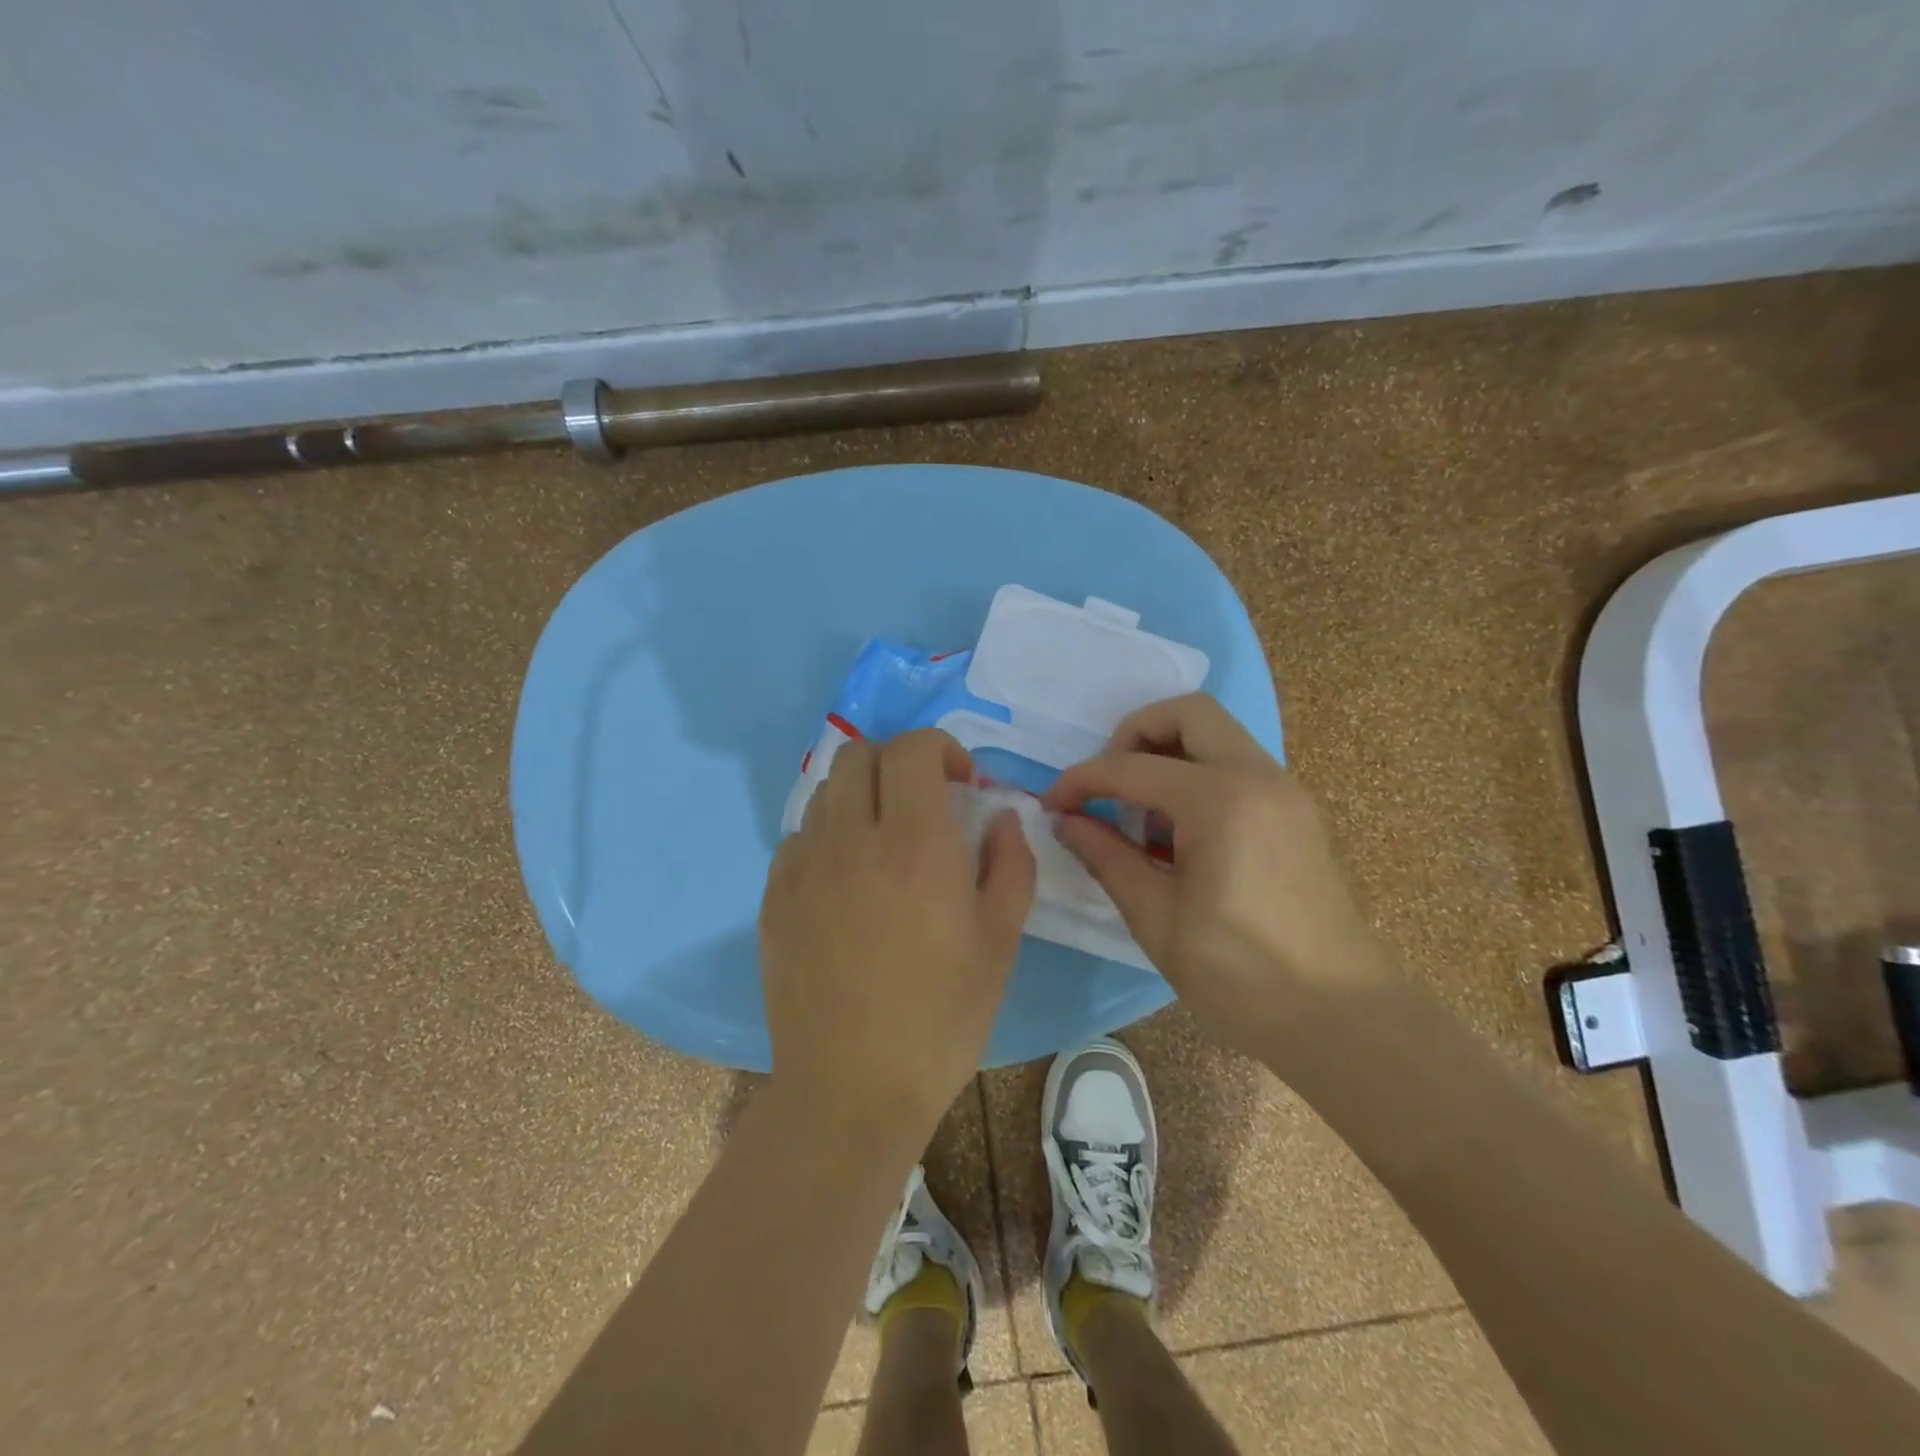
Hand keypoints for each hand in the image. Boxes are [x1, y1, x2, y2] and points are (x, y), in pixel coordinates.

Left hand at [759, 728, 1035, 1152]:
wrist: (851, 1088)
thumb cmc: (941, 1016)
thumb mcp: (1000, 940)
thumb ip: (1010, 862)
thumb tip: (1000, 815)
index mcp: (914, 843)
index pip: (913, 748)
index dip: (941, 748)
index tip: (962, 783)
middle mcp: (851, 838)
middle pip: (859, 753)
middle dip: (897, 762)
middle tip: (923, 803)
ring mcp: (803, 866)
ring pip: (826, 791)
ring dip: (861, 796)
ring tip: (884, 840)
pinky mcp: (773, 896)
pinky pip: (799, 838)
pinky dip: (827, 837)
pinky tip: (845, 882)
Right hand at [1043, 695, 1394, 1052]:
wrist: (1343, 1019)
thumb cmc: (1240, 975)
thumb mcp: (1156, 917)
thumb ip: (1106, 857)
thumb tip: (1066, 822)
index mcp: (1221, 800)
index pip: (1132, 767)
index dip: (1082, 780)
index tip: (1052, 803)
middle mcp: (1259, 776)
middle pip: (1188, 713)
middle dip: (1135, 735)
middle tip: (1109, 786)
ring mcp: (1286, 791)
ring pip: (1217, 735)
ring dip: (1169, 755)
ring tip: (1143, 818)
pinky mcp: (1296, 813)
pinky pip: (1238, 767)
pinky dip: (1199, 777)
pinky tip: (1181, 835)